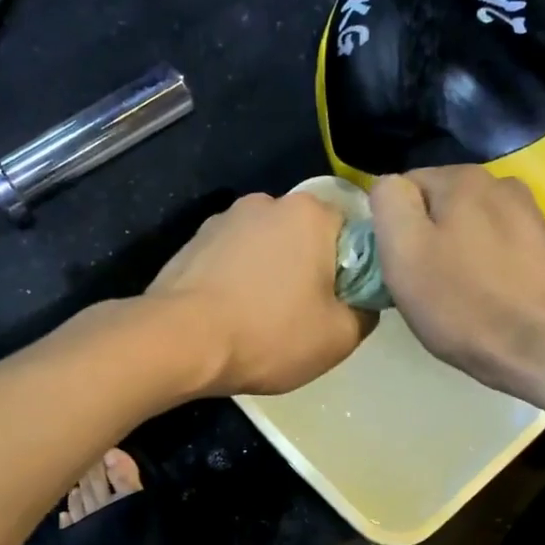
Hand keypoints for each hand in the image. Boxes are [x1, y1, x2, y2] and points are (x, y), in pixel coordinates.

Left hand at [149, 191, 371, 395]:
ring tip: (260, 318)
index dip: (352, 268)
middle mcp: (266, 203)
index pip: (350, 230)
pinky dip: (236, 279)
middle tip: (303, 315)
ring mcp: (223, 220)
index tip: (342, 302)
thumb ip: (366, 312)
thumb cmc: (268, 333)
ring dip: (269, 273)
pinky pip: (230, 258)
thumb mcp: (338, 337)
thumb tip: (362, 301)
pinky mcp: (192, 242)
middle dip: (308, 268)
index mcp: (309, 213)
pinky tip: (229, 314)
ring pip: (265, 246)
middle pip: (305, 235)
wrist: (179, 341)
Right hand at [370, 166, 544, 395]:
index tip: (398, 264)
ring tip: (456, 291)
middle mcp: (499, 182)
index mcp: (460, 178)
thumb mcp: (403, 250)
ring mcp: (528, 213)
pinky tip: (487, 294)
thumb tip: (390, 186)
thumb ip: (389, 202)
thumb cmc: (460, 301)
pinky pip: (496, 246)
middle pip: (438, 205)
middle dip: (426, 236)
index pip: (403, 188)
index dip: (392, 226)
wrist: (539, 345)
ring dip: (456, 249)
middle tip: (423, 283)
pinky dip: (486, 263)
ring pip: (468, 226)